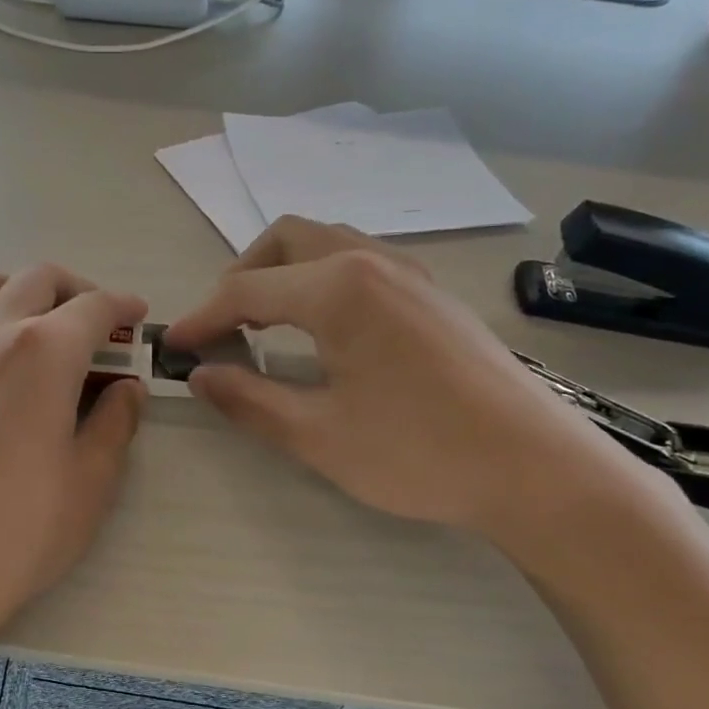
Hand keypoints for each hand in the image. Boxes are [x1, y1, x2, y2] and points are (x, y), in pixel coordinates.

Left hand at [0, 265, 147, 656]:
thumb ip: (115, 422)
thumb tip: (126, 389)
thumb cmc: (21, 529)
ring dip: (28, 295)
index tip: (139, 318)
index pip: (93, 306)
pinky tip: (7, 368)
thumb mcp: (91, 480)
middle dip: (78, 291)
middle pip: (38, 279)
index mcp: (43, 351)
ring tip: (50, 337)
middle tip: (101, 328)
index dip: (123, 306)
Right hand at [165, 218, 643, 540]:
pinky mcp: (433, 295)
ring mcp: (410, 274)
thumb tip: (200, 375)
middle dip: (242, 277)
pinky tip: (325, 332)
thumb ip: (249, 399)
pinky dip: (321, 281)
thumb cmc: (419, 453)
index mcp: (339, 289)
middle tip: (223, 329)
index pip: (246, 290)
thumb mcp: (318, 436)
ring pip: (326, 244)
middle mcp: (372, 262)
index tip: (173, 347)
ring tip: (266, 327)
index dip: (202, 318)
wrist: (535, 469)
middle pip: (285, 240)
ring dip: (284, 274)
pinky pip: (360, 263)